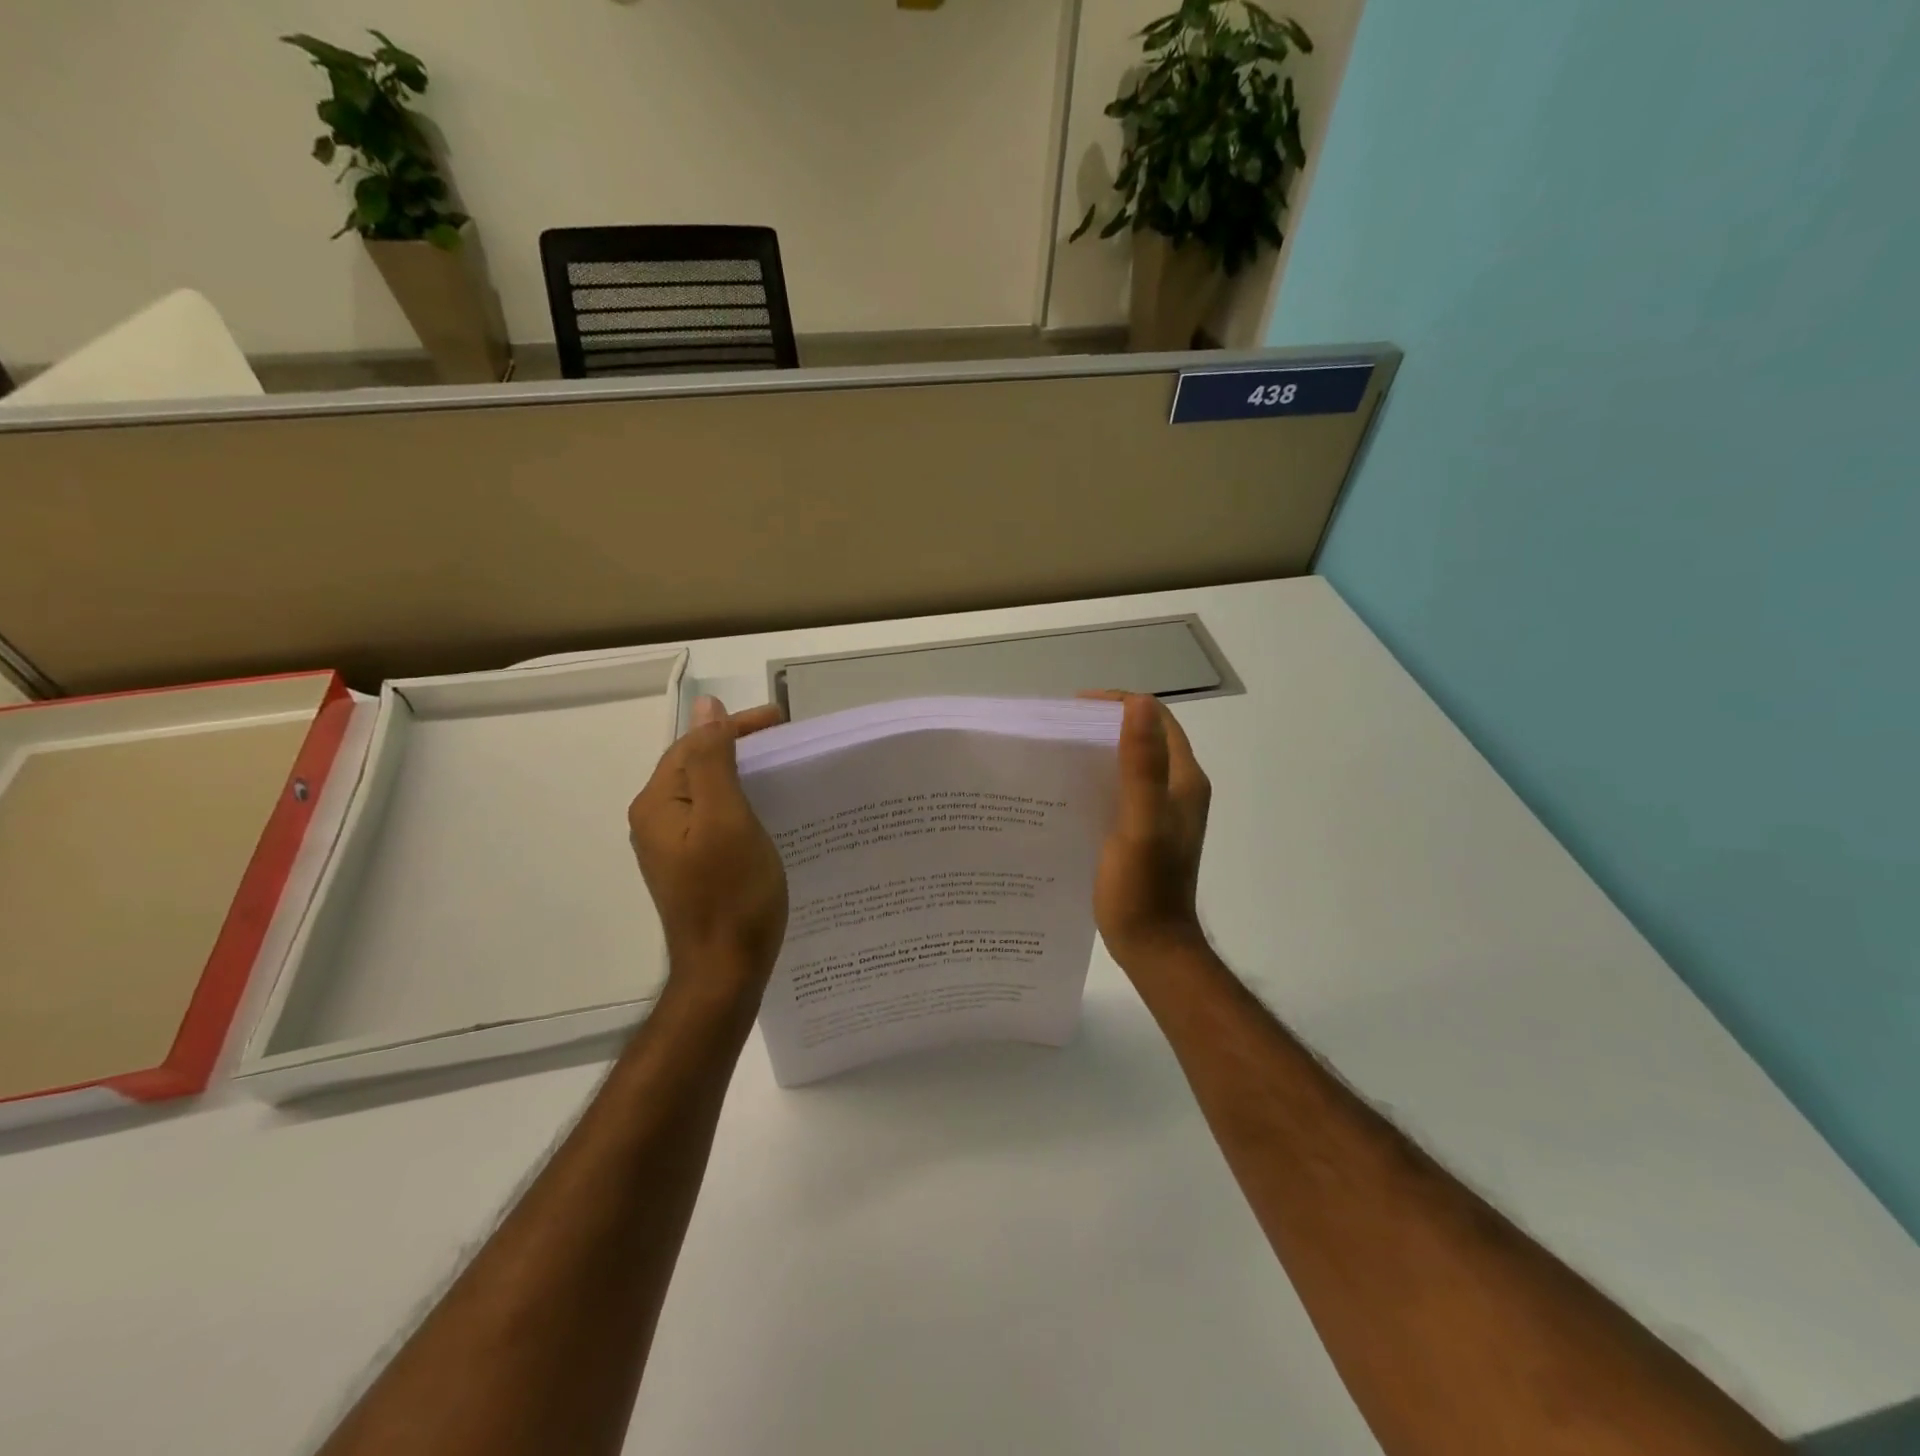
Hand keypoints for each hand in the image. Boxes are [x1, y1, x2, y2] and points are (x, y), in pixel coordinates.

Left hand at [629, 696, 788, 1001]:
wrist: (724, 971)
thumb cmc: (731, 894)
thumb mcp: (727, 818)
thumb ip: (713, 760)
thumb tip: (705, 707)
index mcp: (659, 804)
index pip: (695, 744)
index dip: (736, 725)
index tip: (781, 720)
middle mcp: (656, 820)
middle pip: (697, 765)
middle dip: (739, 746)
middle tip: (786, 740)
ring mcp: (672, 846)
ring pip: (707, 792)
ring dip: (741, 773)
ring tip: (781, 769)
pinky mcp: (691, 865)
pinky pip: (714, 818)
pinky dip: (740, 802)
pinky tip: (767, 810)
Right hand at [1082, 692, 1212, 972]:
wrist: (1152, 946)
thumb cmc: (1144, 888)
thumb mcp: (1140, 824)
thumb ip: (1142, 766)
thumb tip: (1138, 704)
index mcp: (1184, 781)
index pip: (1157, 718)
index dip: (1119, 704)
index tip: (1075, 709)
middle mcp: (1178, 789)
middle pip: (1144, 737)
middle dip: (1104, 725)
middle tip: (1060, 730)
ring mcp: (1162, 811)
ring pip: (1132, 763)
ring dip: (1100, 751)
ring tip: (1058, 754)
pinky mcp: (1144, 830)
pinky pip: (1122, 789)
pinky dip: (1099, 778)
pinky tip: (1068, 790)